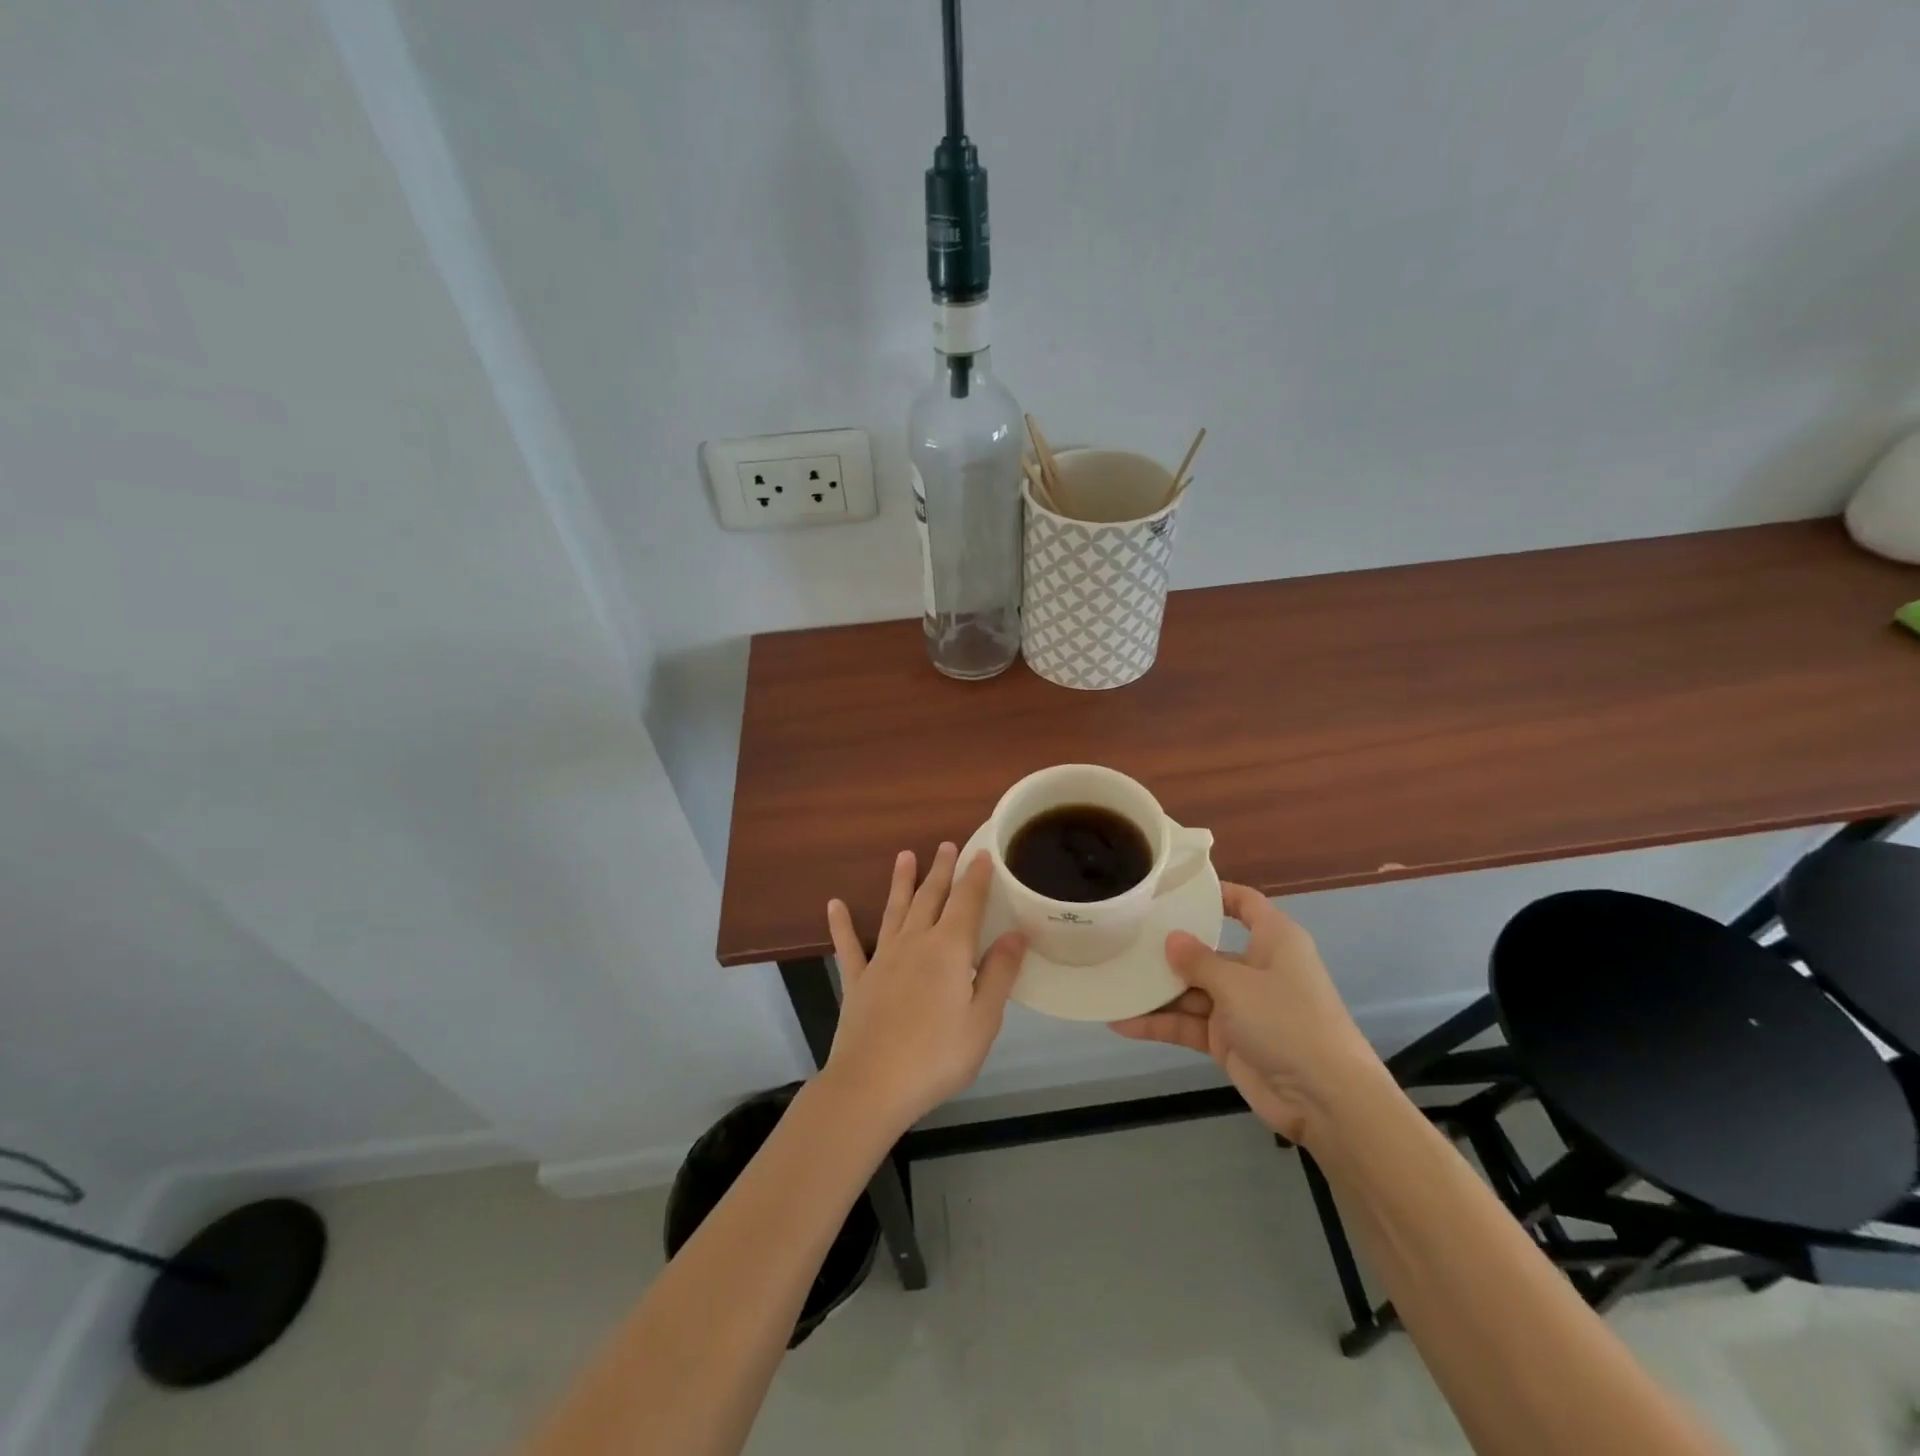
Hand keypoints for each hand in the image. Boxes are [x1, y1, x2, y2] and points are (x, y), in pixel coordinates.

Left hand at [823, 844, 1026, 1133]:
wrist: (872, 1085)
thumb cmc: (937, 1055)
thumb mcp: (983, 1020)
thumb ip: (999, 973)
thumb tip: (1016, 933)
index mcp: (949, 950)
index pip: (966, 902)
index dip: (975, 877)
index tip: (982, 854)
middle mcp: (914, 943)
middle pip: (930, 897)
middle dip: (940, 870)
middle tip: (946, 845)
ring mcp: (882, 959)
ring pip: (894, 910)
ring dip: (901, 882)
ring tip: (904, 856)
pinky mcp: (857, 981)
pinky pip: (849, 946)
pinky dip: (842, 924)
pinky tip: (835, 905)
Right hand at [1111, 883, 1384, 1144]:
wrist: (1326, 1100)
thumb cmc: (1288, 1021)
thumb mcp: (1237, 983)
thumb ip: (1198, 960)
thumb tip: (1171, 938)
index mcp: (1274, 941)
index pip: (1245, 904)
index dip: (1216, 893)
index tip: (1175, 889)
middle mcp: (1256, 968)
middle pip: (1207, 950)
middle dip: (1168, 948)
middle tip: (1123, 936)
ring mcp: (1241, 1007)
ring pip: (1191, 990)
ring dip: (1156, 990)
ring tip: (1112, 979)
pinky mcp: (1228, 1040)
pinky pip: (1188, 1024)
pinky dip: (1159, 1024)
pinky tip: (1121, 1021)